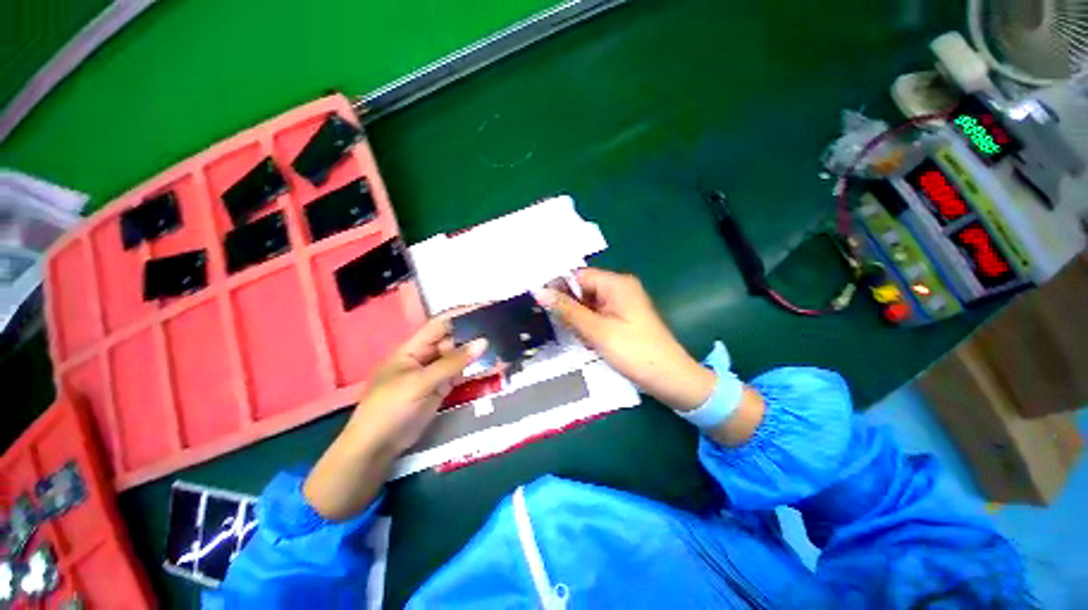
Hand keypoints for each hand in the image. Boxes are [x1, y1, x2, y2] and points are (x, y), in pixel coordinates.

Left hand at [304, 315, 486, 519]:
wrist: (378, 446)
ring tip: (502, 344)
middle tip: (500, 328)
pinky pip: (462, 374)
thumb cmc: (391, 407)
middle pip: (453, 339)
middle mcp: (426, 356)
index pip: (441, 324)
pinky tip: (493, 364)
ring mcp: (435, 373)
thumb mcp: (420, 382)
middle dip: (474, 333)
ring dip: (478, 352)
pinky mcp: (442, 388)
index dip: (461, 314)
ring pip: (460, 357)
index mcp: (414, 348)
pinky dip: (476, 369)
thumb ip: (452, 363)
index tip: (485, 307)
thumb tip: (483, 342)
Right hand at [535, 268, 715, 410]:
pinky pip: (597, 317)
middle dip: (571, 310)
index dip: (558, 288)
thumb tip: (539, 291)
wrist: (670, 379)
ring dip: (579, 322)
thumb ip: (567, 310)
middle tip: (567, 330)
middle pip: (582, 291)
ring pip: (587, 306)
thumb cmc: (634, 351)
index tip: (540, 305)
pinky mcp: (622, 320)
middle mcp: (619, 289)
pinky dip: (589, 329)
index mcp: (616, 283)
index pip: (578, 276)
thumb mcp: (597, 330)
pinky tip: (591, 344)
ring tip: (584, 340)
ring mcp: (621, 305)